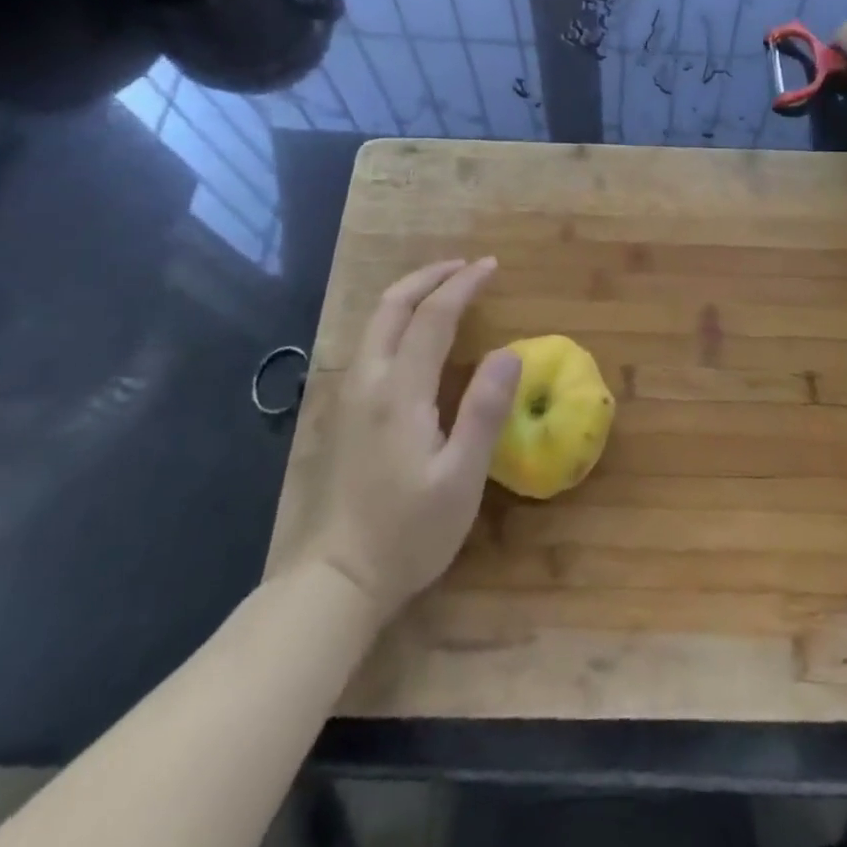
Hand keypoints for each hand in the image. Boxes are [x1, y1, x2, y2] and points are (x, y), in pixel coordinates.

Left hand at [306, 258, 519, 621]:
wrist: (337, 579)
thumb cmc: (408, 532)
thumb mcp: (461, 479)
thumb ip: (485, 411)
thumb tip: (510, 351)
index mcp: (399, 391)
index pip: (433, 317)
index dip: (463, 286)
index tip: (491, 267)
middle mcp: (368, 381)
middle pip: (392, 306)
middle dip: (429, 276)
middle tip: (467, 266)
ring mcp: (350, 395)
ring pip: (375, 322)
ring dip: (411, 293)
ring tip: (446, 287)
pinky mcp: (345, 411)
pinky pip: (371, 341)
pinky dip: (398, 317)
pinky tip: (416, 331)